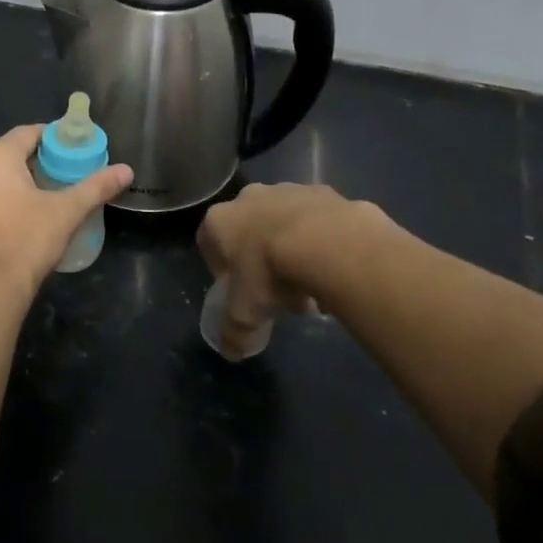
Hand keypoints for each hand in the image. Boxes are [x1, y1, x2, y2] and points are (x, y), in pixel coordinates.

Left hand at [0, 125, 132, 293]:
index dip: (52, 140)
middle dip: (32, 164)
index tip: (71, 151)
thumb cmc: (27, 240)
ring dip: (9, 185)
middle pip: (7, 156)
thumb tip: (126, 170)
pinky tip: (11, 221)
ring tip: (36, 202)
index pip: (28, 133)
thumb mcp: (67, 211)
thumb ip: (96, 186)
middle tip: (59, 178)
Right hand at [197, 182, 360, 355]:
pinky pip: (319, 221)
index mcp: (220, 220)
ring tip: (311, 285)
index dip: (221, 269)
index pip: (208, 241)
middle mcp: (250, 197)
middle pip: (249, 230)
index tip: (238, 291)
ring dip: (292, 249)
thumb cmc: (269, 272)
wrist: (327, 243)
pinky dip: (323, 241)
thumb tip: (231, 352)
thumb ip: (234, 332)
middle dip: (260, 258)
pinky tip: (334, 268)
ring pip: (285, 222)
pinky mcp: (326, 192)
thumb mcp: (245, 313)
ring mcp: (289, 190)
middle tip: (277, 291)